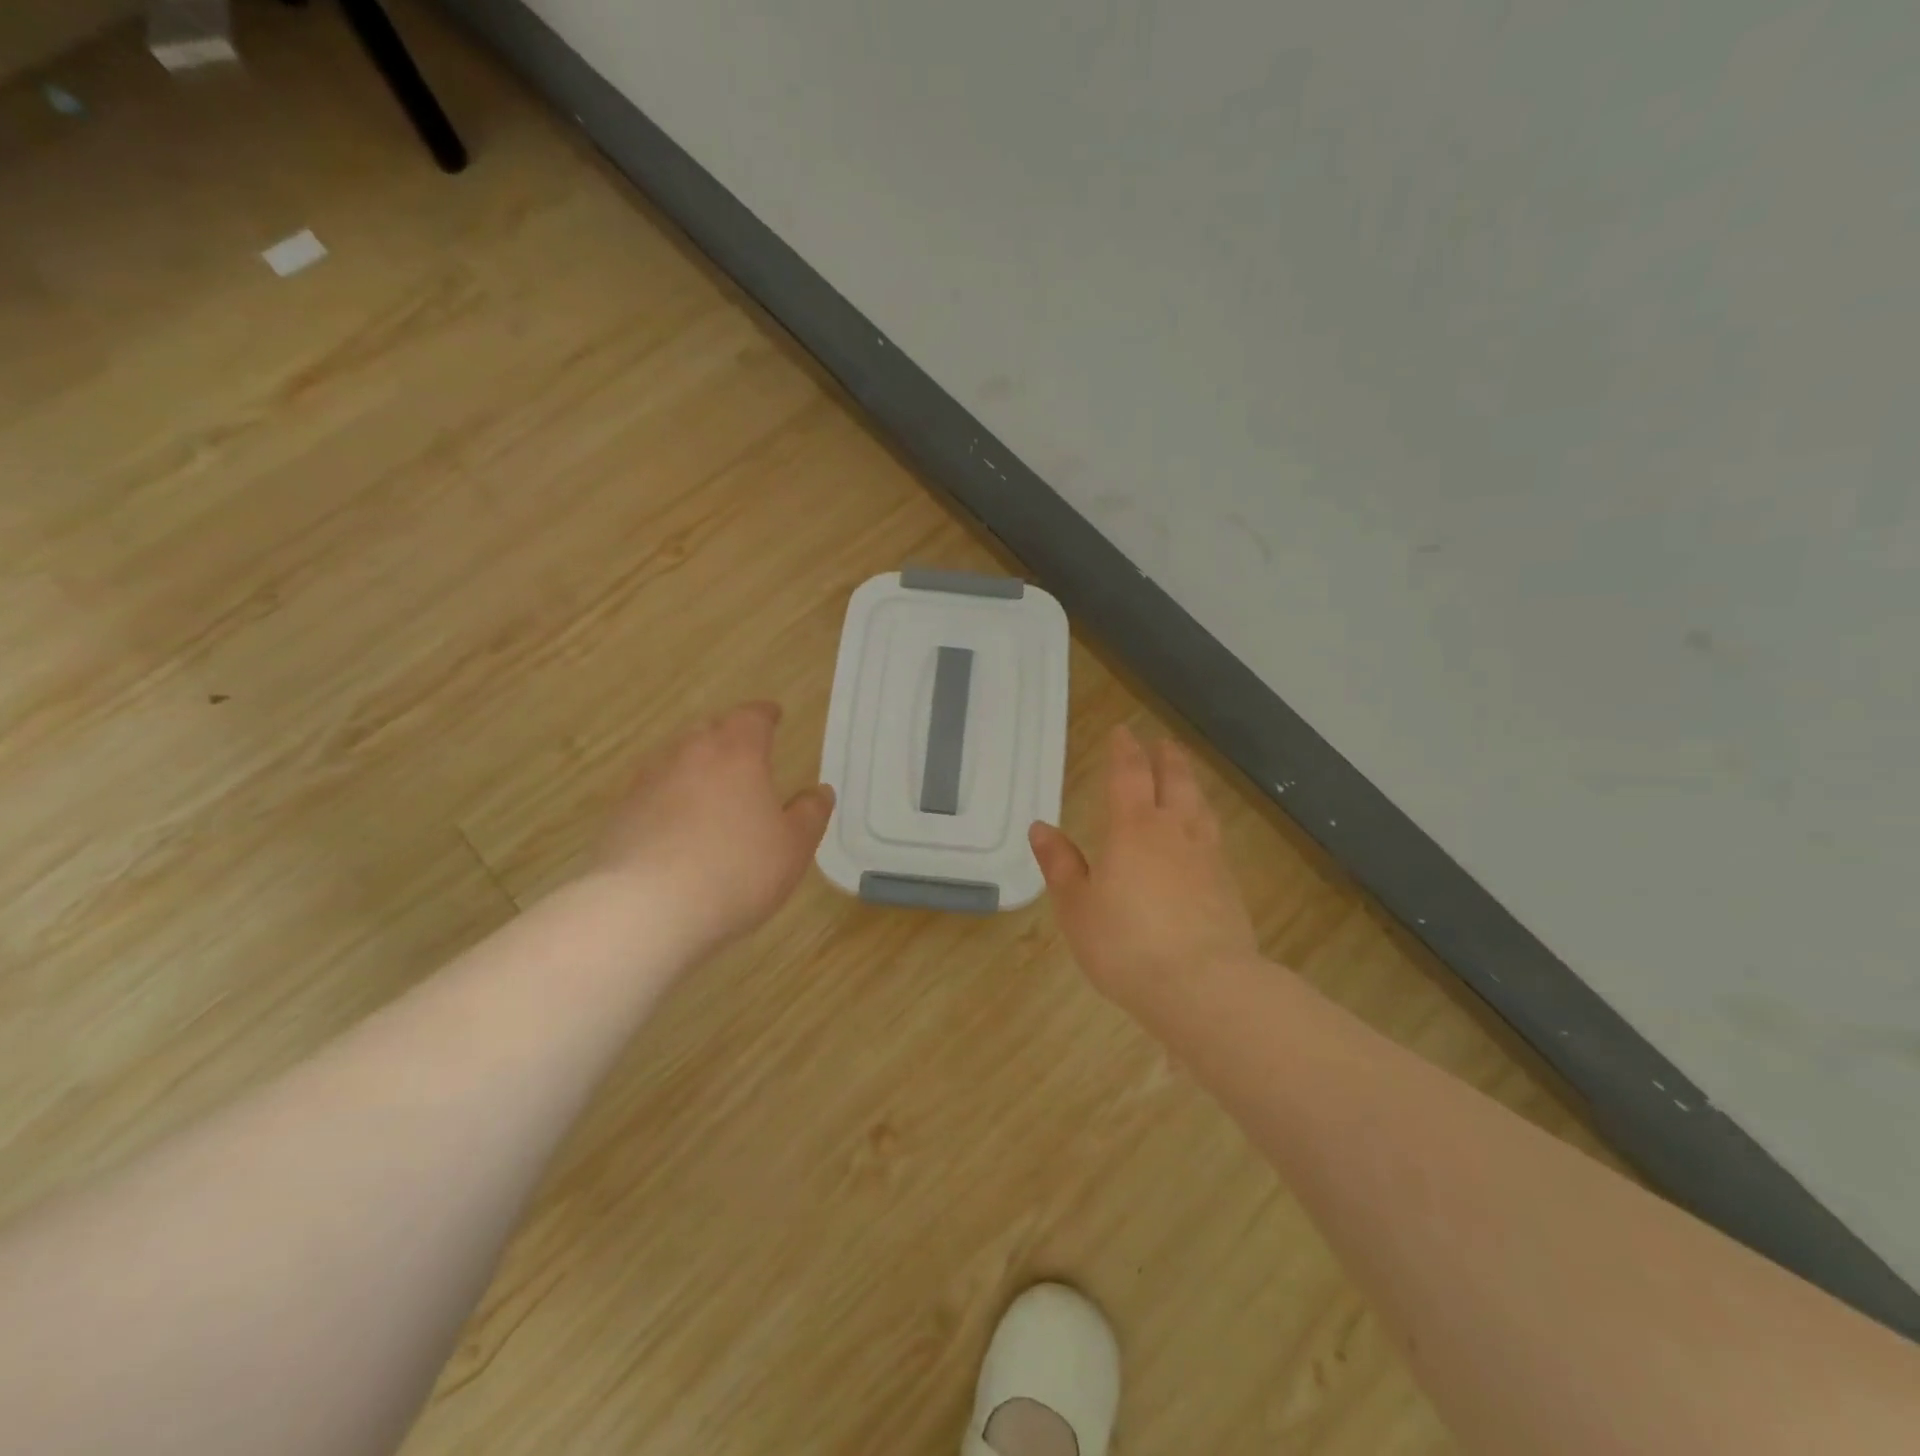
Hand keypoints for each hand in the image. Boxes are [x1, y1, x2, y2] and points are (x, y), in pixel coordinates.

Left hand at [597, 702, 834, 952]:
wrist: (646, 909)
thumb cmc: (736, 870)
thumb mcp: (793, 846)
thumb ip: (810, 814)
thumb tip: (820, 791)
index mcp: (737, 753)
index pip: (752, 717)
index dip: (765, 714)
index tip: (773, 714)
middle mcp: (689, 755)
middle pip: (709, 730)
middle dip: (728, 735)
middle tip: (744, 752)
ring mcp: (649, 783)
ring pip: (676, 759)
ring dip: (694, 766)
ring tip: (710, 789)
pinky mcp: (621, 814)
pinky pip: (653, 793)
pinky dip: (669, 798)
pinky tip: (677, 826)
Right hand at [1029, 725, 1257, 1005]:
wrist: (1203, 986)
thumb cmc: (1126, 945)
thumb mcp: (1078, 907)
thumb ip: (1061, 865)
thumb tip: (1041, 828)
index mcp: (1134, 828)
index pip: (1130, 774)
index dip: (1125, 750)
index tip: (1123, 731)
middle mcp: (1175, 831)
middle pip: (1175, 781)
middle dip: (1166, 758)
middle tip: (1162, 742)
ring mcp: (1207, 857)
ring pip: (1200, 806)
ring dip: (1191, 784)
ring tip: (1185, 777)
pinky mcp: (1228, 885)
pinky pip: (1213, 837)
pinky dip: (1204, 821)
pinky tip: (1202, 834)